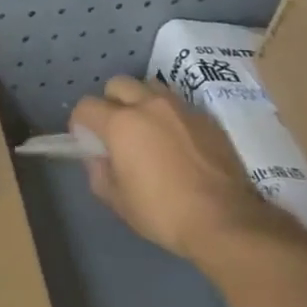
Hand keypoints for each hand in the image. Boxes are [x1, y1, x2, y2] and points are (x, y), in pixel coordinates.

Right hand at [70, 76, 263, 258]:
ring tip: (146, 129)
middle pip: (117, 85)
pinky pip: (178, 105)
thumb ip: (98, 171)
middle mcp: (149, 106)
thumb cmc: (162, 212)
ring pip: (150, 87)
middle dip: (109, 102)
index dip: (80, 122)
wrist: (226, 221)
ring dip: (141, 102)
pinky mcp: (207, 118)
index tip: (86, 140)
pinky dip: (169, 116)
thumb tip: (98, 157)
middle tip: (115, 129)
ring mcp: (181, 109)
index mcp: (121, 123)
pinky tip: (176, 142)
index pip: (86, 106)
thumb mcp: (117, 200)